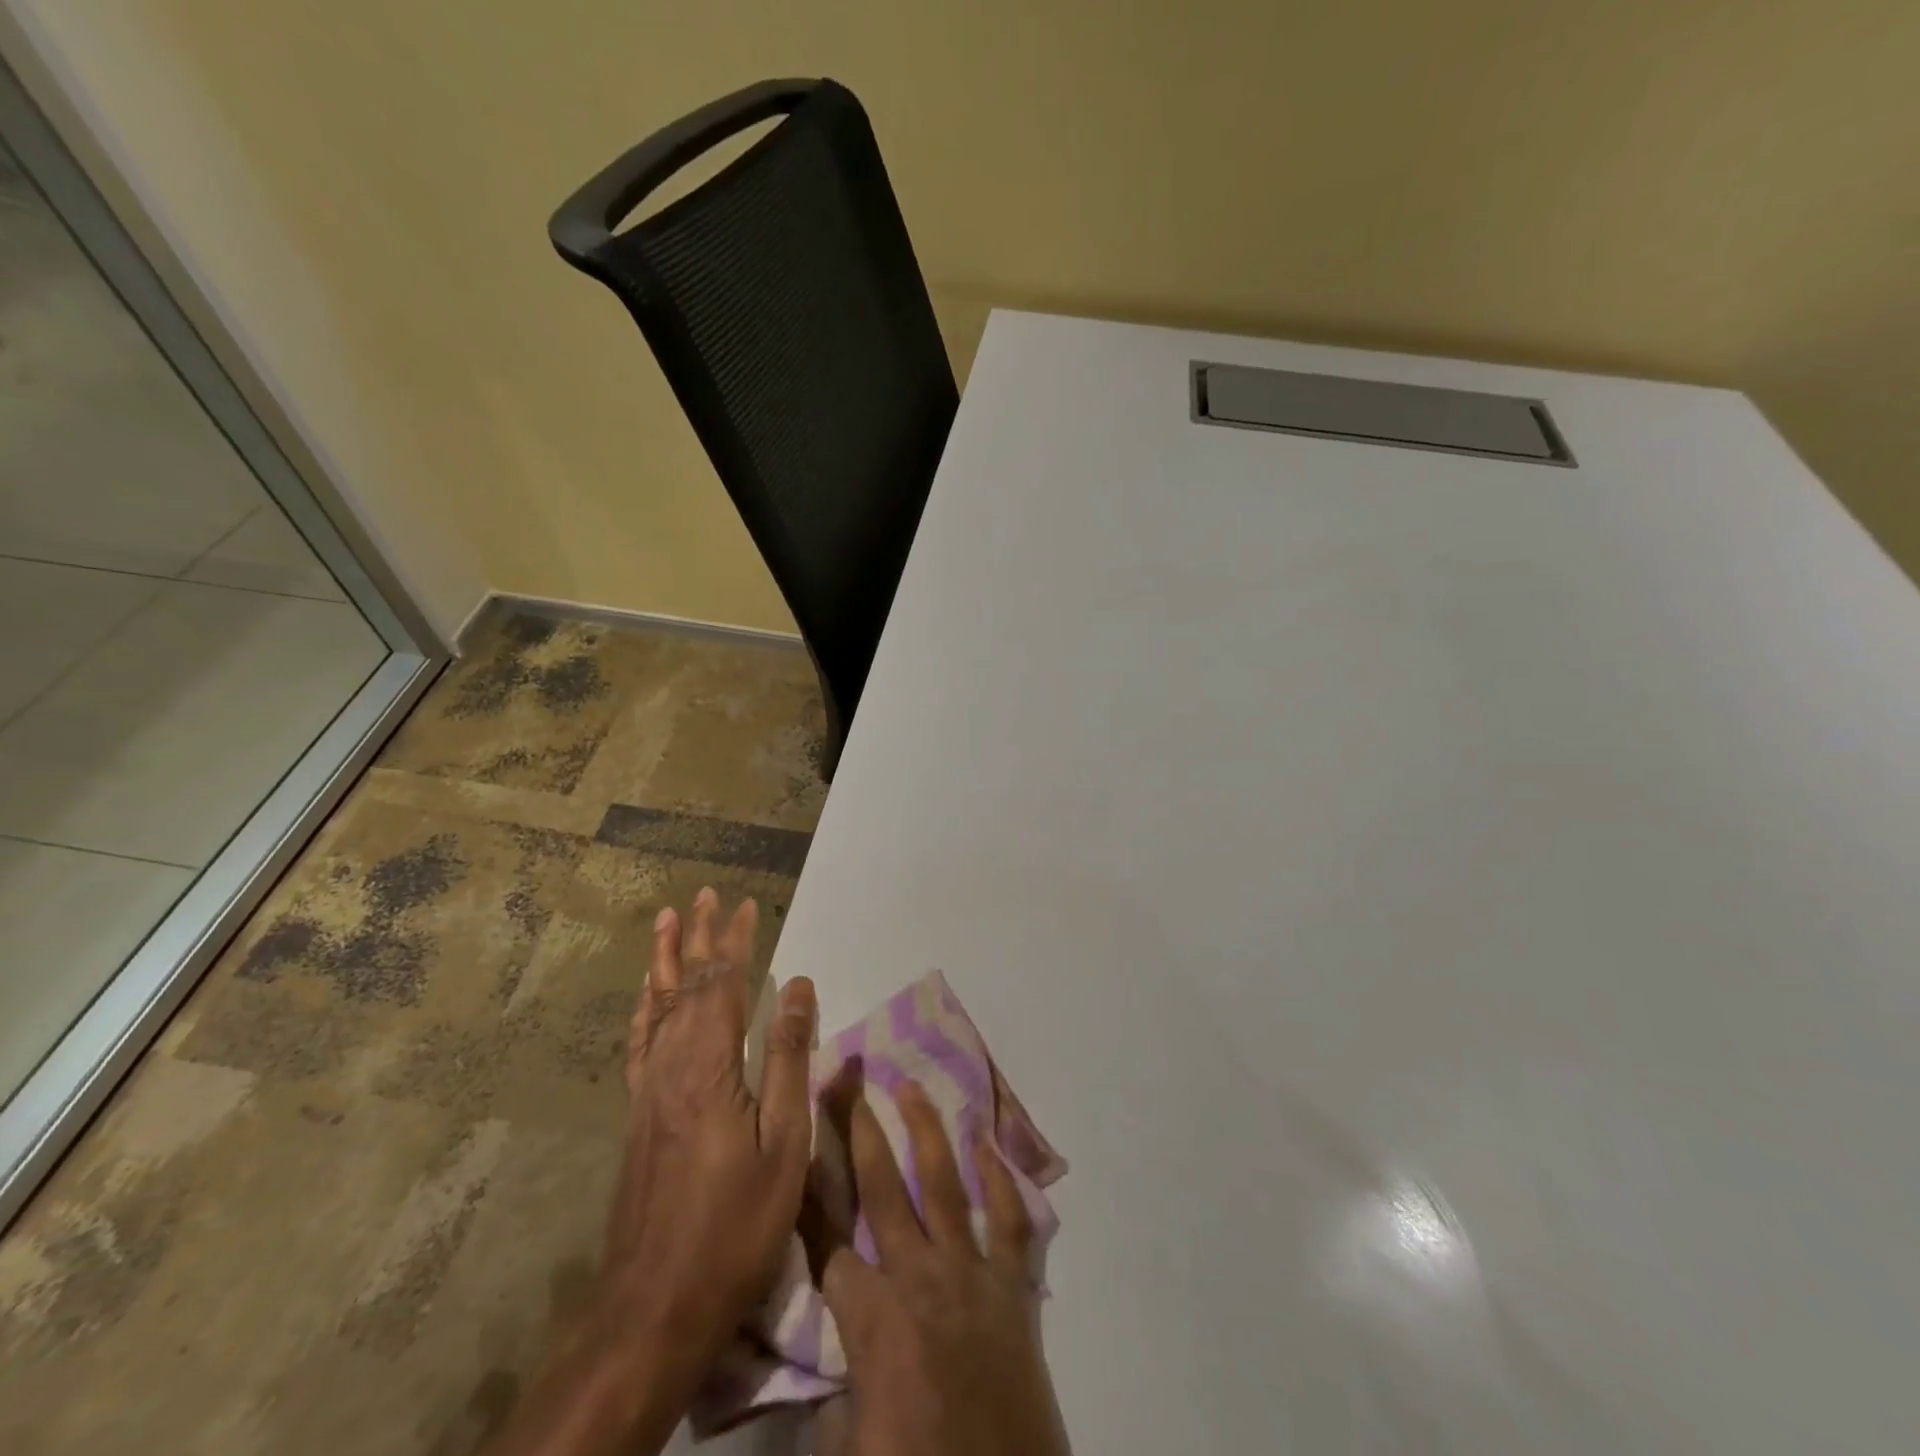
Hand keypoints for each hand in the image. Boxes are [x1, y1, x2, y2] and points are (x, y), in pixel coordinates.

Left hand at [602, 887, 817, 1371]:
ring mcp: (649, 1089)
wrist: (655, 1303)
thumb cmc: (735, 1222)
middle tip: (705, 895)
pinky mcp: (638, 1114)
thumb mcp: (782, 1140)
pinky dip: (645, 1007)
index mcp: (709, 1065)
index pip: (723, 984)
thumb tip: (800, 985)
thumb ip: (787, 1057)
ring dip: (666, 961)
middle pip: (686, 985)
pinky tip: (647, 998)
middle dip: (699, 937)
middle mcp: (671, 1064)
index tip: (747, 904)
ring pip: (656, 1006)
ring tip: (668, 923)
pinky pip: (640, 1041)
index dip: (735, 941)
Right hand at [811, 1079, 1070, 1455]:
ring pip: (944, 1185)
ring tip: (909, 1087)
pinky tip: (986, 1140)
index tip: (796, 1145)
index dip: (807, 1197)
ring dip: (926, 1131)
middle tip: (847, 1083)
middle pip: (883, 1191)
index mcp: (874, 1321)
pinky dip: (1001, 1178)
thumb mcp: (851, 1441)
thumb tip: (827, 1347)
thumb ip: (836, 1381)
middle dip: (859, 1133)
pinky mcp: (1013, 1287)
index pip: (828, 1244)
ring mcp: (972, 1274)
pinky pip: (1011, 1220)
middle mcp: (921, 1279)